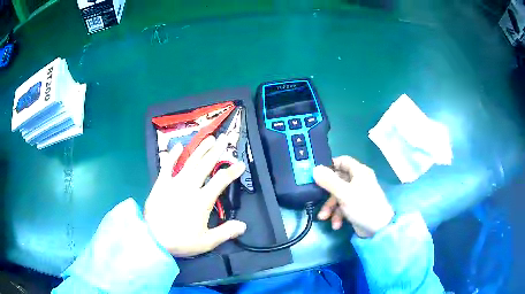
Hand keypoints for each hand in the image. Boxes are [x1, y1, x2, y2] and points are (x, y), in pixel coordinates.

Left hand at [144, 135, 246, 256]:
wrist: (153, 238)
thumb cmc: (180, 240)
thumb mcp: (206, 241)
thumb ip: (226, 232)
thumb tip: (244, 226)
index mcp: (202, 200)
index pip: (221, 181)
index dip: (232, 171)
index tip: (241, 164)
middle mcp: (189, 187)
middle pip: (205, 165)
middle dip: (217, 151)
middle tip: (225, 139)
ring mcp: (174, 183)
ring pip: (190, 162)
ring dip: (200, 149)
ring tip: (209, 138)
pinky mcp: (161, 183)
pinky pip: (167, 166)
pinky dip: (173, 156)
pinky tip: (178, 146)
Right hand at [312, 156, 393, 237]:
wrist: (378, 229)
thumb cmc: (363, 206)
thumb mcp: (344, 193)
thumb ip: (329, 181)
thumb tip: (315, 169)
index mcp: (359, 172)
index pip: (343, 161)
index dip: (330, 165)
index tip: (317, 173)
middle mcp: (358, 181)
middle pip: (338, 180)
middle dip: (327, 193)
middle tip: (316, 198)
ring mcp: (357, 195)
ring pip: (338, 196)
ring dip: (330, 207)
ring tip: (324, 218)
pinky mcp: (356, 207)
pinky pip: (343, 206)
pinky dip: (338, 215)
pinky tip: (336, 225)